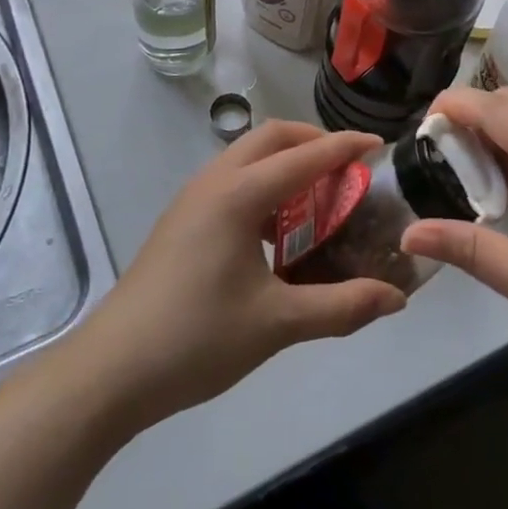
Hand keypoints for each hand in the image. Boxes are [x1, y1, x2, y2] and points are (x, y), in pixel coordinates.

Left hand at [78, 121, 406, 426]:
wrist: (111, 370)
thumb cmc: (196, 339)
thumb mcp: (276, 323)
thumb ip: (341, 306)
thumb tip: (396, 299)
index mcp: (238, 195)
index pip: (303, 156)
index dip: (344, 147)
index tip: (379, 145)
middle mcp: (214, 182)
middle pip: (271, 138)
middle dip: (313, 142)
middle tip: (348, 168)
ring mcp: (192, 199)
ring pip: (247, 157)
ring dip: (286, 162)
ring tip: (320, 196)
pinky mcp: (181, 220)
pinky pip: (232, 180)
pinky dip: (264, 184)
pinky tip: (278, 229)